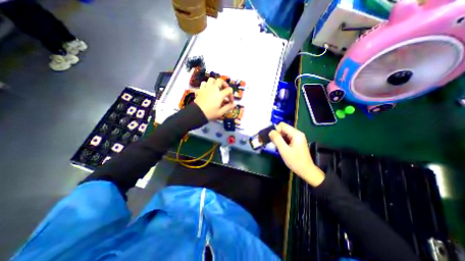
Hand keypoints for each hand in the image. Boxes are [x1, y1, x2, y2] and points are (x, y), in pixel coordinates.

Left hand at [194, 76, 233, 119]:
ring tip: (216, 88)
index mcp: (220, 94)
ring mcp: (206, 88)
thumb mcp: (220, 112)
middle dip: (224, 85)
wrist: (197, 113)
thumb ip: (228, 108)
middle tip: (225, 90)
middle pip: (221, 81)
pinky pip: (204, 83)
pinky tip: (208, 90)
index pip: (229, 90)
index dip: (231, 95)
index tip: (230, 102)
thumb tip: (233, 105)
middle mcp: (214, 89)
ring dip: (215, 83)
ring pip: (212, 80)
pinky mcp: (200, 90)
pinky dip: (207, 85)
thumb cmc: (210, 113)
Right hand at [269, 122, 323, 185]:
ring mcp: (297, 137)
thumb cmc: (295, 161)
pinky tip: (282, 148)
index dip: (276, 130)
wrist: (306, 170)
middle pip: (283, 128)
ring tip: (278, 147)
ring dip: (279, 138)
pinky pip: (286, 137)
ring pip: (284, 133)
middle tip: (275, 144)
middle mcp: (297, 133)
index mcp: (296, 134)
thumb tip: (271, 131)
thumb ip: (277, 139)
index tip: (274, 139)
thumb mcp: (284, 150)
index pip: (282, 125)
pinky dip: (282, 141)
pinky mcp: (296, 142)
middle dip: (277, 135)